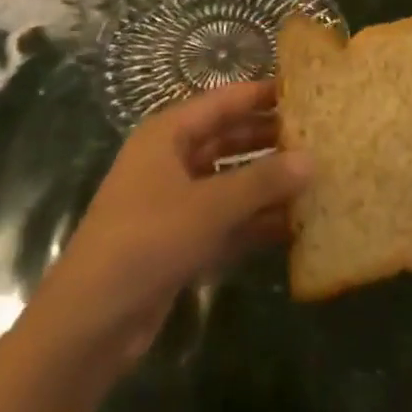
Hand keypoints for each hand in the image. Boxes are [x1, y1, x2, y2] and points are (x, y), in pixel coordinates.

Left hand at [32, 80, 311, 363]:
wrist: (92, 320)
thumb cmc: (147, 240)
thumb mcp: (209, 207)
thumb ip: (262, 182)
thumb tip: (312, 159)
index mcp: (168, 135)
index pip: (223, 102)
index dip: (261, 95)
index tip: (304, 91)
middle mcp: (172, 160)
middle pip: (228, 139)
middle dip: (269, 139)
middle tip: (319, 137)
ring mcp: (175, 202)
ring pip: (230, 182)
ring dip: (266, 183)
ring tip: (316, 178)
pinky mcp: (181, 241)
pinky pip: (226, 220)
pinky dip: (254, 221)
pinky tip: (294, 225)